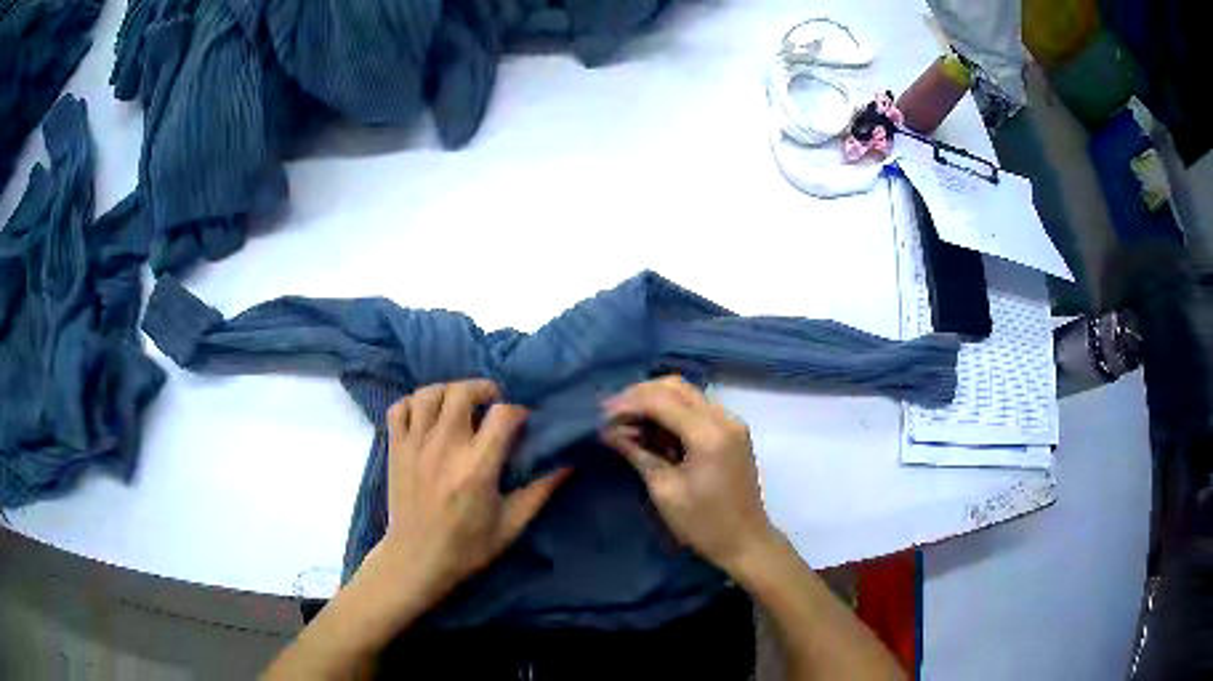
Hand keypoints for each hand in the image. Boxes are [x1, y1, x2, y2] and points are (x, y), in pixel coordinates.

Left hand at [379, 379, 568, 604]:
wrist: (416, 560)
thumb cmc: (468, 547)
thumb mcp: (511, 525)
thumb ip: (540, 491)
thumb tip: (568, 463)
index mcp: (477, 468)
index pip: (502, 414)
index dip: (518, 412)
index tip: (522, 424)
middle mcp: (445, 448)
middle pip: (462, 391)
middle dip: (483, 389)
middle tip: (491, 403)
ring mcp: (415, 445)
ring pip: (429, 393)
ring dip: (448, 391)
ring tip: (459, 405)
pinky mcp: (395, 448)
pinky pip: (399, 407)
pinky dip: (414, 403)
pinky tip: (427, 417)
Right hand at [602, 376, 775, 572]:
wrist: (745, 542)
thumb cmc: (703, 524)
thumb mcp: (664, 490)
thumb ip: (638, 453)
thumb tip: (609, 431)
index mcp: (709, 434)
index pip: (662, 400)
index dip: (628, 403)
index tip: (601, 416)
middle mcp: (724, 419)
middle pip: (676, 387)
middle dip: (640, 396)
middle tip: (612, 415)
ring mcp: (731, 423)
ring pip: (686, 394)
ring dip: (655, 402)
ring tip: (626, 423)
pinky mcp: (731, 432)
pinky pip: (696, 409)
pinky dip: (671, 413)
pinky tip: (651, 430)